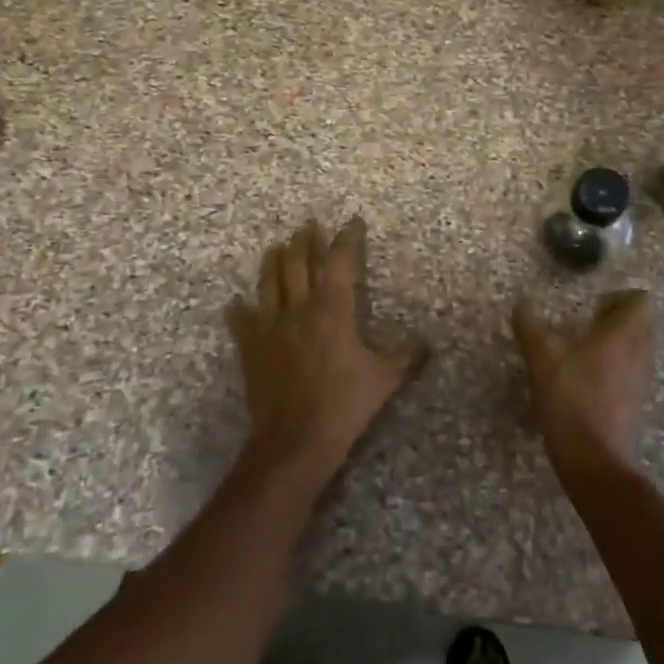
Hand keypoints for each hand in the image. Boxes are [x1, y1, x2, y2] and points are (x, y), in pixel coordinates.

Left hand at [228, 218, 411, 486]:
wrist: (295, 441)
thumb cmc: (343, 405)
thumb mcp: (384, 380)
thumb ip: (405, 357)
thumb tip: (426, 343)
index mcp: (333, 310)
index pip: (340, 262)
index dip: (347, 239)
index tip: (352, 222)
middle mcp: (299, 309)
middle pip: (299, 263)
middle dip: (305, 241)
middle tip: (308, 226)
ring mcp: (270, 327)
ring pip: (269, 282)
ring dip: (274, 261)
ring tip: (277, 248)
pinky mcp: (251, 348)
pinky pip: (241, 321)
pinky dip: (239, 309)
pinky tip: (236, 303)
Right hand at [512, 290, 654, 473]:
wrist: (593, 460)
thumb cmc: (570, 399)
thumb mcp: (541, 357)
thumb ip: (529, 326)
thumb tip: (522, 304)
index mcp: (625, 335)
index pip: (641, 300)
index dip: (618, 297)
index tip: (592, 306)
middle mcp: (641, 353)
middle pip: (640, 323)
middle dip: (615, 318)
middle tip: (584, 325)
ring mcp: (641, 380)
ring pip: (636, 348)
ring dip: (615, 343)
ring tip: (581, 351)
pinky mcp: (635, 403)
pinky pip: (631, 371)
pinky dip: (614, 367)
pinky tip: (585, 379)